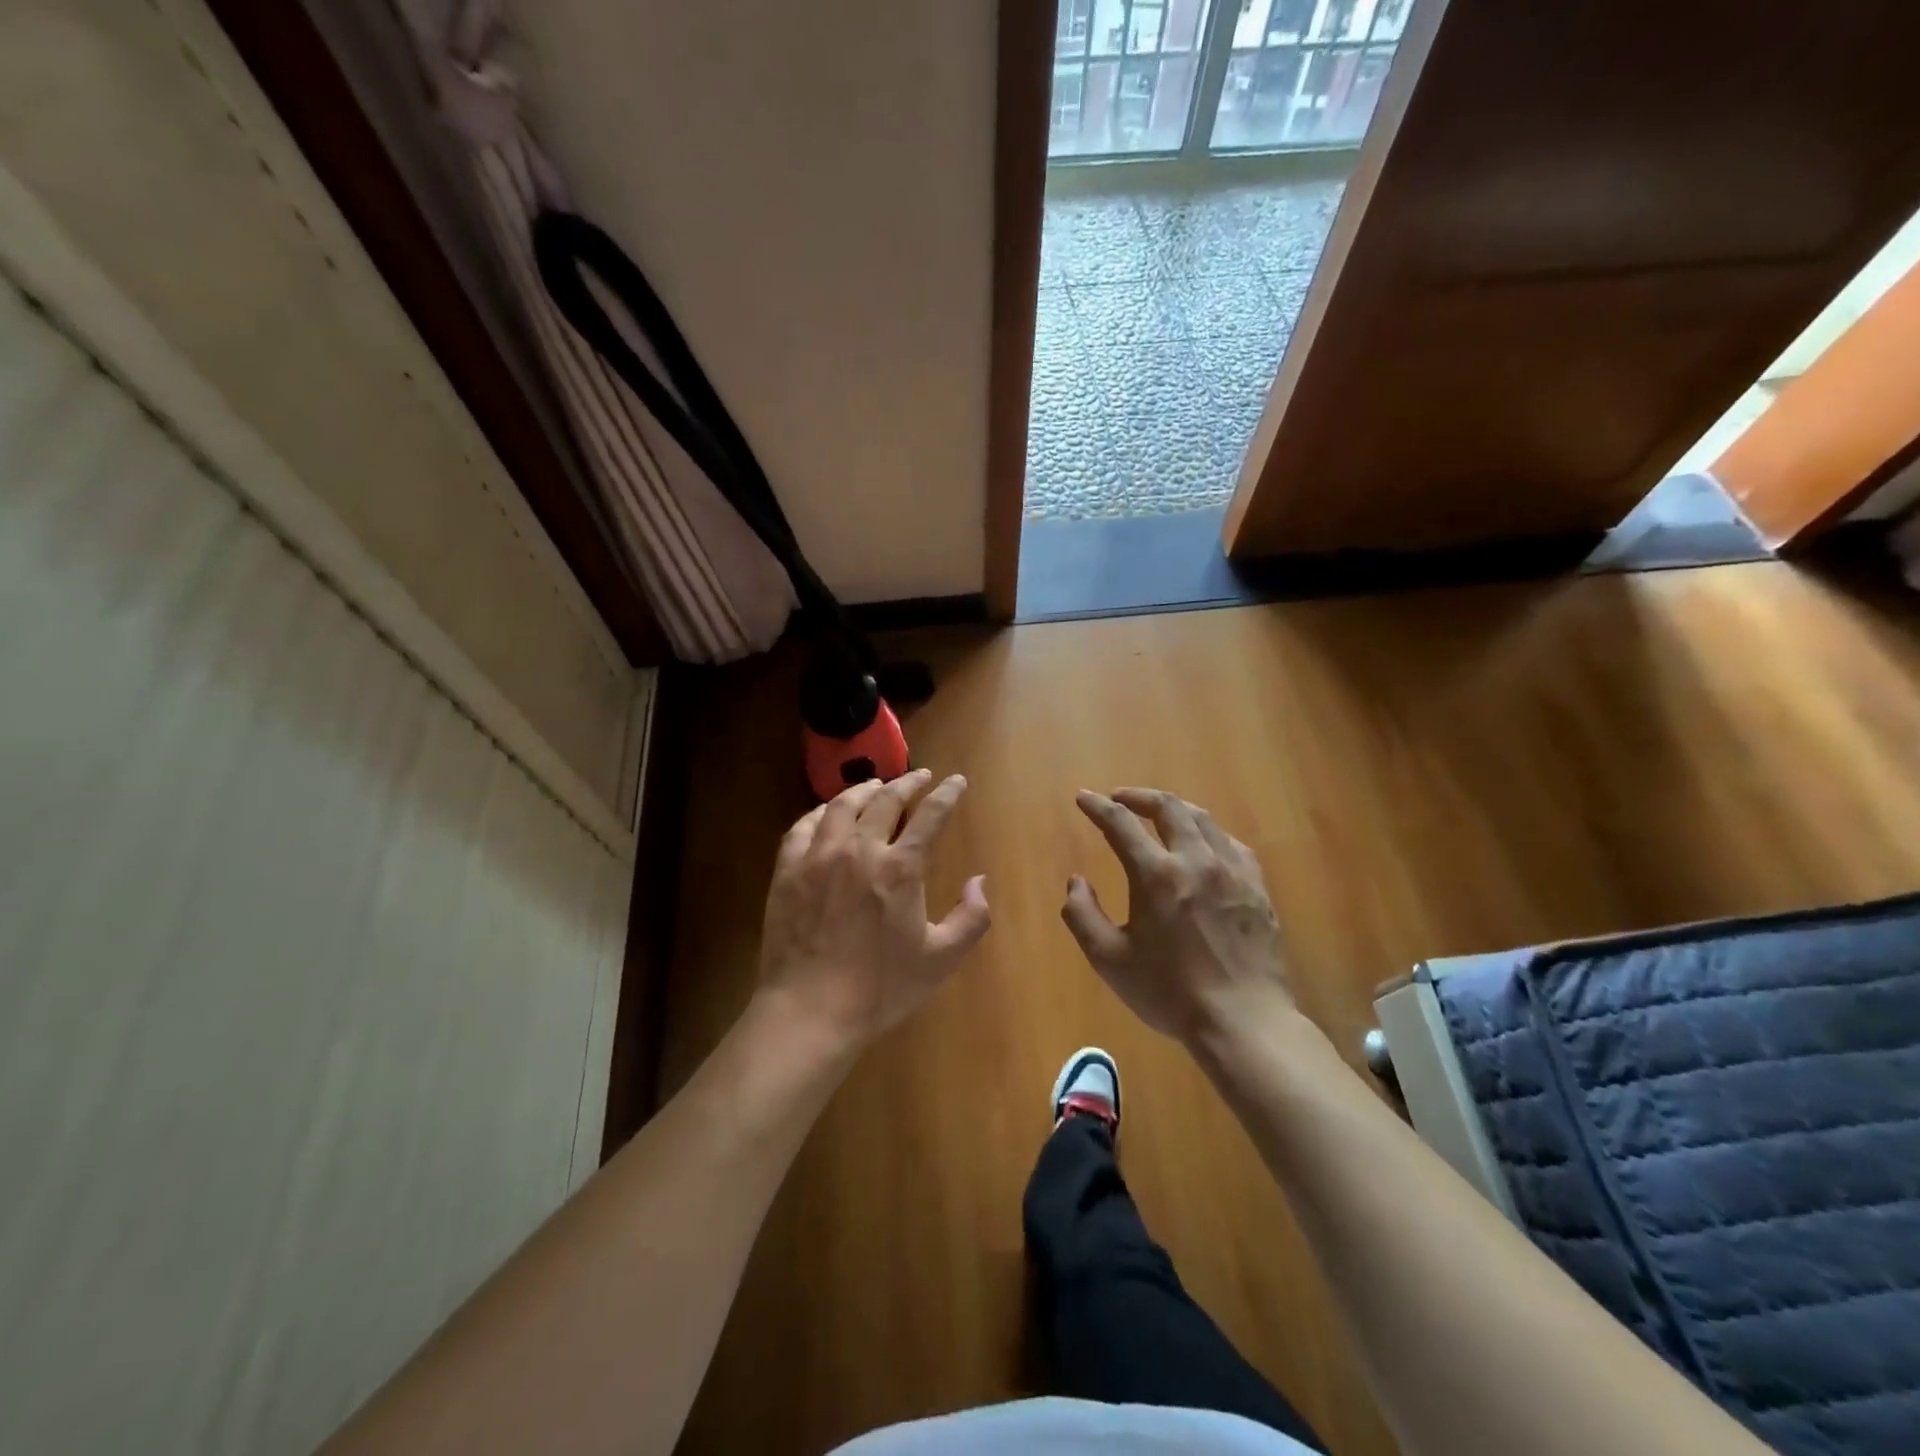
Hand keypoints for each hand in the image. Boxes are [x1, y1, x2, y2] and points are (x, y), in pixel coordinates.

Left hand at [756, 770, 990, 1051]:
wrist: (810, 1010)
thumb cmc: (880, 988)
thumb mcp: (941, 959)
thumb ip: (971, 918)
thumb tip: (980, 881)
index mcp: (900, 868)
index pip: (930, 815)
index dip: (946, 794)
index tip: (956, 780)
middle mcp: (859, 849)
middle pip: (885, 800)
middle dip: (906, 783)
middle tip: (919, 776)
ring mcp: (818, 857)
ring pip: (841, 805)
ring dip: (864, 790)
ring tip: (875, 786)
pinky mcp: (787, 870)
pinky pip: (803, 826)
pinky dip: (820, 812)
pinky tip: (826, 813)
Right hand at [1063, 788, 1292, 1046]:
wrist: (1243, 1021)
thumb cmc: (1170, 993)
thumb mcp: (1110, 960)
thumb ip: (1082, 915)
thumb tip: (1076, 881)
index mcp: (1157, 875)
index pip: (1121, 824)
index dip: (1098, 807)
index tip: (1083, 798)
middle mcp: (1196, 860)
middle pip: (1168, 807)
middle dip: (1138, 796)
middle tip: (1119, 799)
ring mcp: (1232, 870)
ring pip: (1202, 819)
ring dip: (1174, 809)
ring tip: (1158, 814)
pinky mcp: (1257, 886)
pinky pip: (1231, 843)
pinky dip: (1207, 833)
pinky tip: (1202, 845)